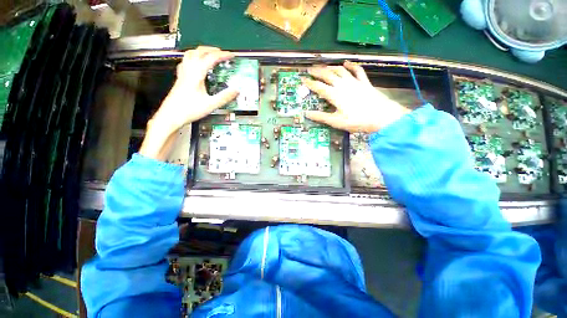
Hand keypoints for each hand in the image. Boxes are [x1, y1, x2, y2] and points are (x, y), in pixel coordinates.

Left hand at [150, 46, 238, 135]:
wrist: (171, 116)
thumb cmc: (189, 110)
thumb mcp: (210, 105)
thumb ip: (224, 97)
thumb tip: (237, 90)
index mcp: (196, 75)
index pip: (210, 59)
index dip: (222, 55)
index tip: (232, 55)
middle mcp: (188, 71)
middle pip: (198, 52)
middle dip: (211, 49)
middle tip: (222, 53)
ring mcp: (182, 74)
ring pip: (190, 55)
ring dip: (201, 51)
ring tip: (210, 54)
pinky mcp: (180, 79)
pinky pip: (186, 62)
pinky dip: (193, 58)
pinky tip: (196, 64)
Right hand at [303, 61, 409, 132]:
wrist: (382, 116)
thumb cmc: (357, 121)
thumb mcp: (336, 122)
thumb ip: (321, 117)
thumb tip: (306, 113)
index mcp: (335, 95)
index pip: (319, 87)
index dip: (310, 83)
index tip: (302, 79)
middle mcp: (343, 85)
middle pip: (328, 75)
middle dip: (317, 71)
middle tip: (310, 69)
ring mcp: (354, 82)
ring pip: (340, 70)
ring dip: (330, 67)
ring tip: (323, 66)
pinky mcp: (364, 82)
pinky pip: (357, 70)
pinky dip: (351, 65)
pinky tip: (346, 63)